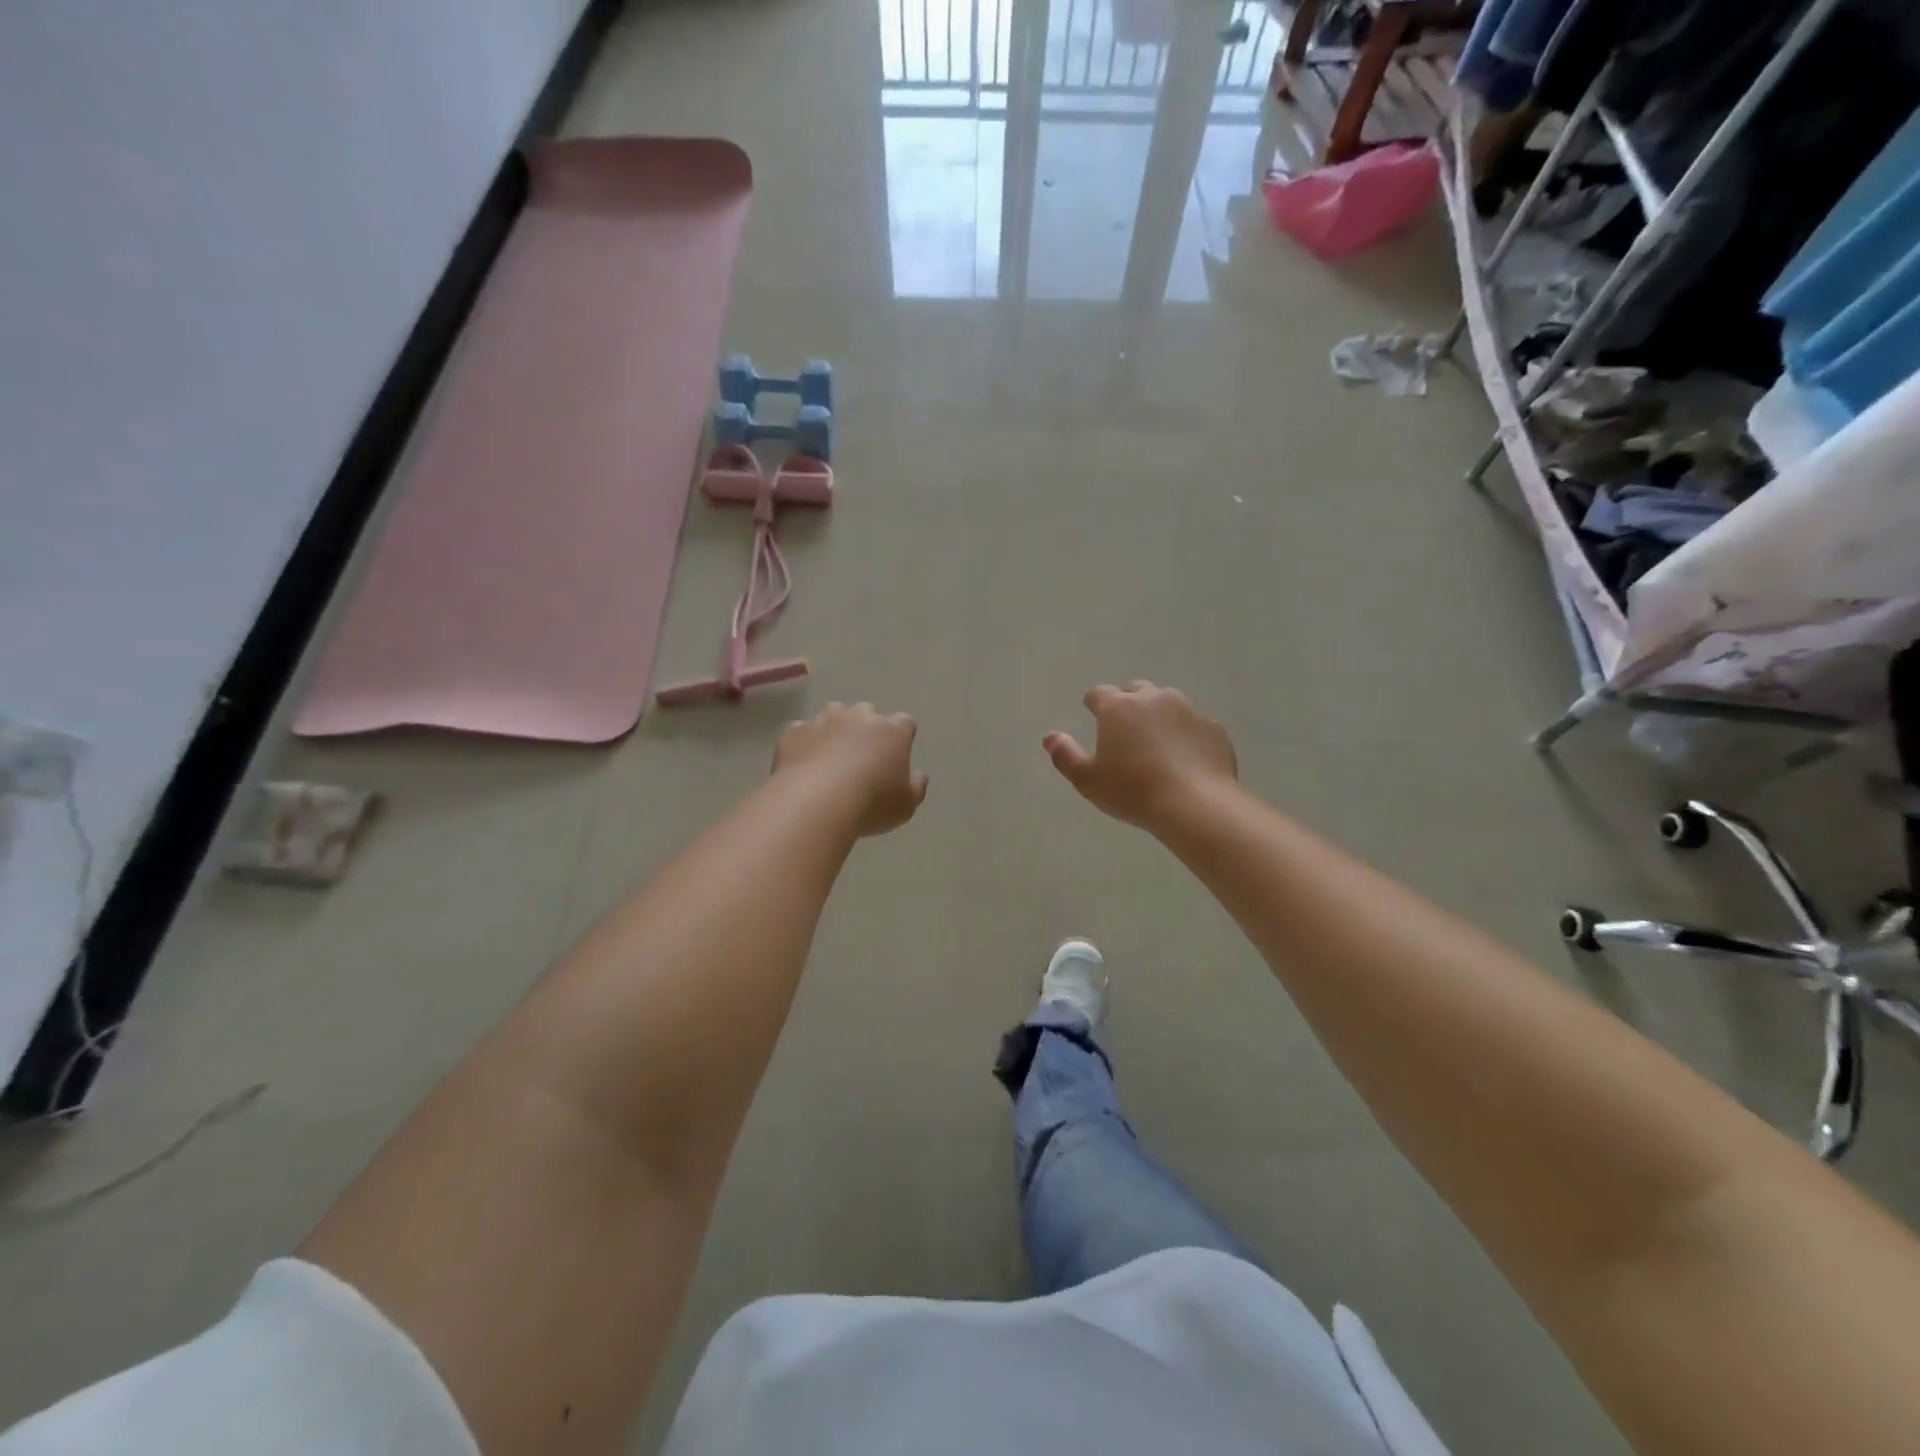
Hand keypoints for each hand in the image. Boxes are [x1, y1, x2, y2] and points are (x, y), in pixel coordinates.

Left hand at [774, 703, 928, 836]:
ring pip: (832, 715)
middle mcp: (859, 717)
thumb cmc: (871, 804)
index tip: (896, 755)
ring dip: (834, 730)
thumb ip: (916, 785)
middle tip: (861, 757)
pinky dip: (804, 743)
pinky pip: (801, 732)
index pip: (905, 723)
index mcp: (892, 731)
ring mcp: (824, 721)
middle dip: (865, 728)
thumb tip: (917, 775)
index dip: (901, 737)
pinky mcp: (794, 732)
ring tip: (830, 757)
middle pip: (866, 712)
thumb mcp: (907, 804)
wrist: (816, 802)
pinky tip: (803, 764)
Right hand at [1044, 682, 1237, 829]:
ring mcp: (1188, 710)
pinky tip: (1184, 760)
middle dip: (1127, 703)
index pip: (1098, 694)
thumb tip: (1050, 737)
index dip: (1093, 704)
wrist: (1196, 804)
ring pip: (1168, 702)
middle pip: (1135, 690)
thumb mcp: (1088, 780)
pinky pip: (1194, 725)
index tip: (1092, 715)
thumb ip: (1065, 756)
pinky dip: (1186, 735)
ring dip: (1158, 715)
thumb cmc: (1132, 791)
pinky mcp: (1213, 728)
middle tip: (1124, 730)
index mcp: (1118, 707)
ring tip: (1155, 743)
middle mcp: (1153, 699)